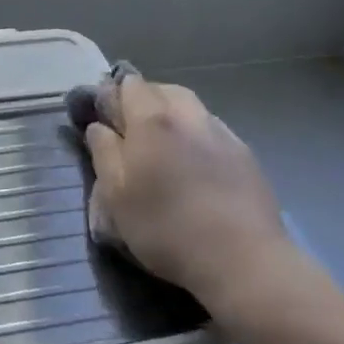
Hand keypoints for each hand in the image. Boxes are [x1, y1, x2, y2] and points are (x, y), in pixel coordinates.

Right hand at [79, 74, 289, 306]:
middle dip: (144, 100)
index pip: (129, 85)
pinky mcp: (245, 154)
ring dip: (173, 115)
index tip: (105, 118)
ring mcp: (221, 132)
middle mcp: (188, 114)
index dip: (113, 95)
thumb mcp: (116, 196)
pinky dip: (197, 135)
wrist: (242, 259)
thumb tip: (99, 126)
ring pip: (191, 106)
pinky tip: (196, 163)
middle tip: (132, 130)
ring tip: (165, 145)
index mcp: (152, 119)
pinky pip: (213, 129)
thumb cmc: (166, 227)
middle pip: (162, 89)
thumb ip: (104, 153)